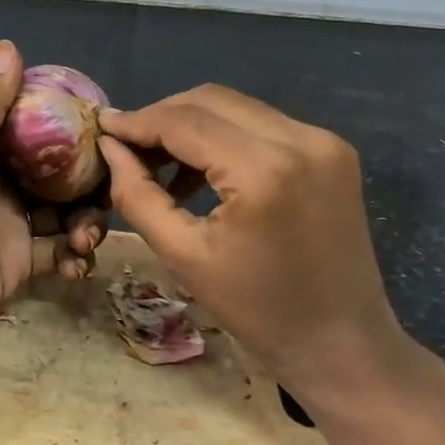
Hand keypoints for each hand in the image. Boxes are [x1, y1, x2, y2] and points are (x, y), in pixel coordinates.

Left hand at [0, 41, 104, 367]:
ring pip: (64, 214)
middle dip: (88, 183)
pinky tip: (76, 266)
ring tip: (88, 239)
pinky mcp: (18, 264)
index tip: (109, 133)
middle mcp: (0, 184)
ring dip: (85, 223)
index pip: (37, 130)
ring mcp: (11, 225)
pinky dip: (72, 257)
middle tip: (113, 194)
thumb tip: (8, 46)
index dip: (72, 129)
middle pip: (59, 174)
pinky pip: (57, 253)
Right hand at [99, 85, 416, 400]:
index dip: (138, 121)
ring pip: (236, 107)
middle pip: (211, 100)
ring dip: (191, 124)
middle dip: (162, 117)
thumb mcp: (183, 256)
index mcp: (265, 170)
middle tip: (127, 145)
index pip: (185, 121)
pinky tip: (201, 169)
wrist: (342, 343)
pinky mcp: (332, 150)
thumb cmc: (258, 311)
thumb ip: (138, 195)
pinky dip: (224, 135)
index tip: (102, 127)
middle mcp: (301, 139)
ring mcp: (323, 141)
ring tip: (158, 160)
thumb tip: (111, 148)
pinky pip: (262, 124)